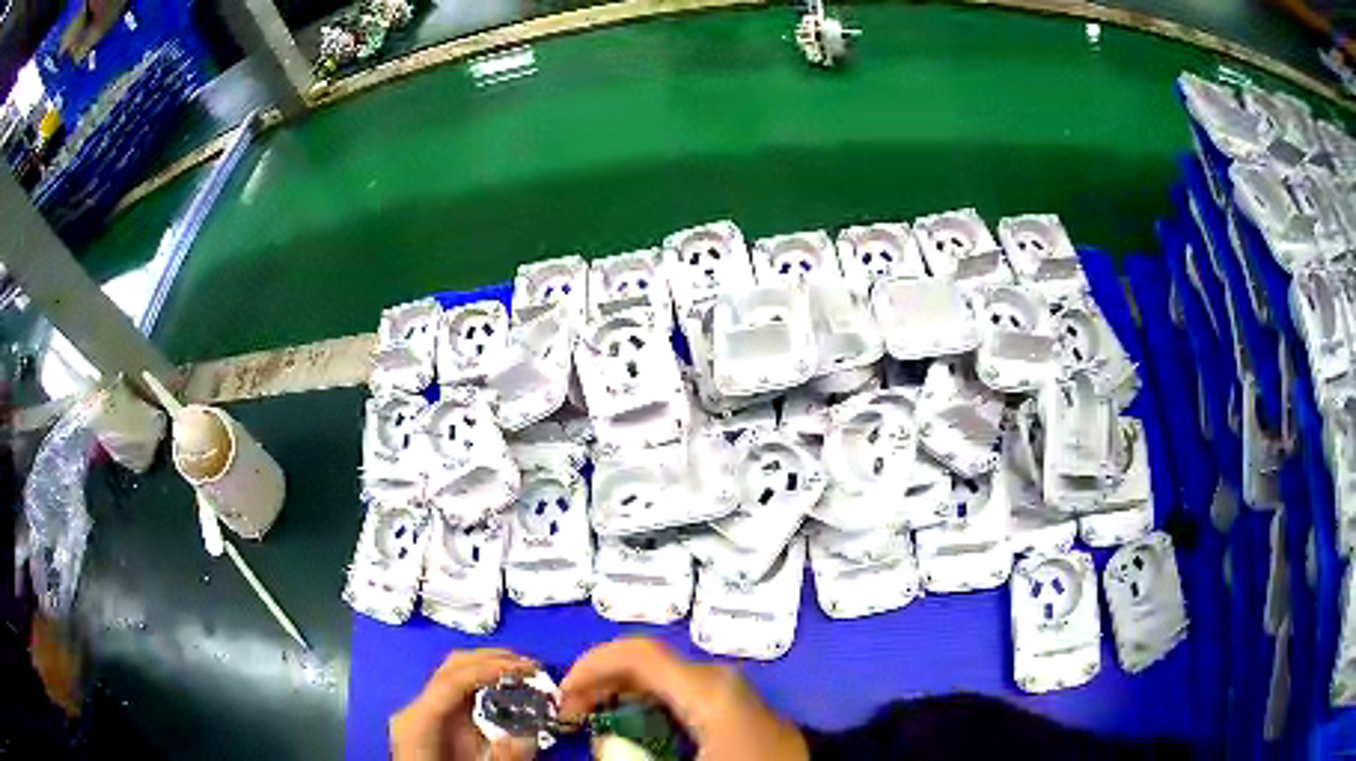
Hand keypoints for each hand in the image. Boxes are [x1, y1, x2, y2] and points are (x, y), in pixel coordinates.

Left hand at [391, 649, 539, 760]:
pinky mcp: (431, 720)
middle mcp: (415, 710)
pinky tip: (501, 689)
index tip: (518, 667)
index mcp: (418, 721)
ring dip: (487, 669)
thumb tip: (526, 738)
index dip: (487, 669)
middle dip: (490, 661)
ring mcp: (421, 713)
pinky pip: (455, 692)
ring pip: (453, 675)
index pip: (451, 680)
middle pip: (451, 669)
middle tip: (526, 664)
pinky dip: (480, 685)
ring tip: (519, 672)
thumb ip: (500, 757)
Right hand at [559, 638, 807, 760]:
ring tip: (596, 722)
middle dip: (602, 681)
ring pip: (669, 680)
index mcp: (709, 687)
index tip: (561, 699)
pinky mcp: (745, 714)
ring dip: (625, 695)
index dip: (589, 666)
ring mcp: (738, 695)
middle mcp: (724, 680)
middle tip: (571, 715)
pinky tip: (639, 731)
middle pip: (650, 663)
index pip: (637, 652)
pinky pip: (688, 698)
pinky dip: (652, 707)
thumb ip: (627, 755)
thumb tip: (596, 745)